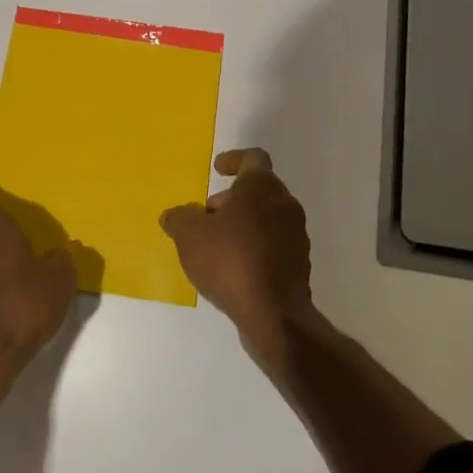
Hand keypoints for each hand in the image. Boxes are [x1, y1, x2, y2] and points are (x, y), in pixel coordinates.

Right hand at [161, 148, 316, 366]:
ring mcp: (296, 235)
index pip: (253, 158)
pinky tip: (233, 268)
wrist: (274, 314)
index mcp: (262, 186)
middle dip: (231, 199)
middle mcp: (284, 204)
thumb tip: (174, 215)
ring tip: (215, 245)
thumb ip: (179, 219)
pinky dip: (254, 248)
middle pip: (258, 190)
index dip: (234, 159)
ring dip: (242, 224)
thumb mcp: (189, 235)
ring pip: (266, 218)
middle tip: (206, 215)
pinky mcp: (298, 265)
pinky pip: (273, 245)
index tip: (218, 168)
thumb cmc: (230, 260)